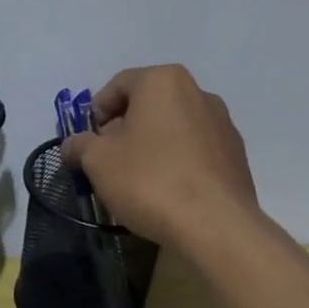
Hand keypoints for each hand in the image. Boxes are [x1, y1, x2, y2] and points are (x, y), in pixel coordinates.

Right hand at [61, 64, 259, 249]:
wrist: (215, 226)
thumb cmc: (149, 180)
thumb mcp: (98, 161)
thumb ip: (79, 145)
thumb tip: (71, 145)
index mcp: (163, 81)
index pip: (118, 85)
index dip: (96, 112)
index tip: (87, 141)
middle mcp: (198, 93)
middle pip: (148, 104)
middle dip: (124, 129)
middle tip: (107, 160)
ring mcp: (222, 124)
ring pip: (173, 127)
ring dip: (151, 145)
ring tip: (136, 179)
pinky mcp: (236, 156)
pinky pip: (195, 150)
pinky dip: (176, 162)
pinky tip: (166, 191)